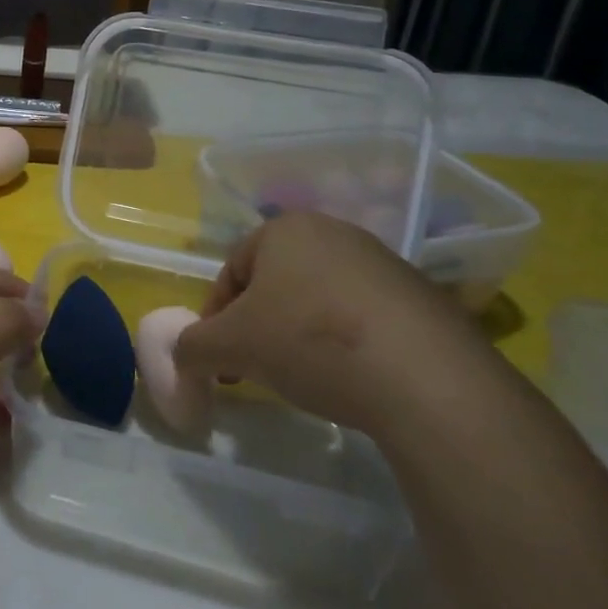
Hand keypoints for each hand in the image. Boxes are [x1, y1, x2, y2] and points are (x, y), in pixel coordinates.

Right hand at [173, 211, 493, 439]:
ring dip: (300, 336)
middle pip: (276, 283)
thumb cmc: (309, 341)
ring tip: (304, 379)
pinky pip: (363, 319)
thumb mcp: (230, 346)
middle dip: (258, 326)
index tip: (219, 359)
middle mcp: (335, 233)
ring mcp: (384, 263)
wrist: (426, 379)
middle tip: (255, 368)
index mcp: (285, 228)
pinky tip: (351, 380)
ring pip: (318, 301)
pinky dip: (345, 345)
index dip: (216, 317)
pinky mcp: (422, 299)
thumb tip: (182, 358)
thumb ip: (192, 347)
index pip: (232, 270)